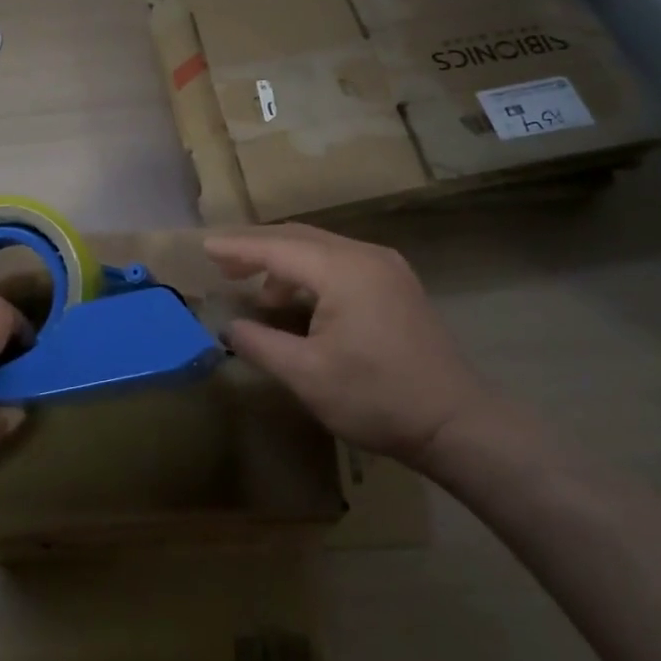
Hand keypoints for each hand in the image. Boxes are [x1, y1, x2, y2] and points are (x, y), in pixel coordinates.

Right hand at [203, 224, 489, 467]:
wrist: (455, 422)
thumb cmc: (376, 398)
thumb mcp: (307, 375)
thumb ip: (261, 344)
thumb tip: (230, 326)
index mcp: (343, 270)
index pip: (277, 248)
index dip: (238, 248)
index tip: (205, 246)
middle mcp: (366, 255)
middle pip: (300, 238)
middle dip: (258, 247)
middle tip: (222, 262)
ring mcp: (386, 267)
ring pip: (322, 249)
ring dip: (285, 261)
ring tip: (256, 287)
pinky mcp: (396, 284)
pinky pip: (341, 262)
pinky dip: (311, 271)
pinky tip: (299, 297)